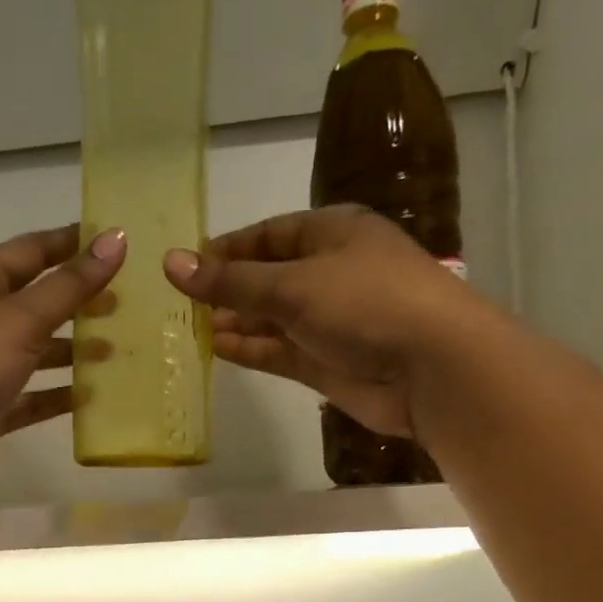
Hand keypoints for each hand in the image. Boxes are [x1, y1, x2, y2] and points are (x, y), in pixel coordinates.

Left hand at [0, 225, 124, 491]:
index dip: (66, 243)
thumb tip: (116, 238)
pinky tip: (92, 396)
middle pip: (34, 303)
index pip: (26, 252)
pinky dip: (59, 395)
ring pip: (35, 353)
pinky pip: (32, 398)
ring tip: (115, 350)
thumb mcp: (22, 317)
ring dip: (72, 350)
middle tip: (122, 302)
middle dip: (76, 301)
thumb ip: (71, 284)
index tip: (109, 241)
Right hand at [162, 205, 465, 441]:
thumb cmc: (366, 304)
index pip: (270, 235)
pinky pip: (281, 351)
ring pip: (273, 319)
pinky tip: (218, 349)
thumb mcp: (292, 285)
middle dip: (229, 290)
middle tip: (183, 305)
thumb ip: (230, 281)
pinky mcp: (329, 362)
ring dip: (237, 322)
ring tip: (192, 329)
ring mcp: (331, 321)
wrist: (432, 368)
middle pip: (269, 277)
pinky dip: (252, 350)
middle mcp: (332, 273)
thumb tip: (171, 263)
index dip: (228, 248)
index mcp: (333, 233)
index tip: (187, 265)